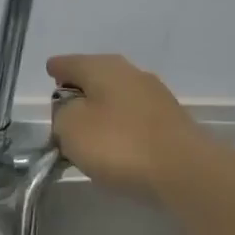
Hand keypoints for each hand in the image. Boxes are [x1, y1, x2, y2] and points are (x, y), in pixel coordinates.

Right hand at [47, 54, 208, 200]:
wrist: (186, 172)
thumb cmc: (119, 144)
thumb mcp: (70, 128)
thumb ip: (61, 113)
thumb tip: (72, 111)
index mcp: (102, 67)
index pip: (69, 63)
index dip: (56, 70)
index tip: (49, 76)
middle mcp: (130, 72)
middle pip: (95, 76)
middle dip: (79, 90)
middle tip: (64, 110)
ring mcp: (155, 96)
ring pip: (116, 97)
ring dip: (101, 109)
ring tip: (88, 133)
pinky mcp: (170, 122)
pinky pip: (134, 117)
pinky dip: (121, 126)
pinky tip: (116, 144)